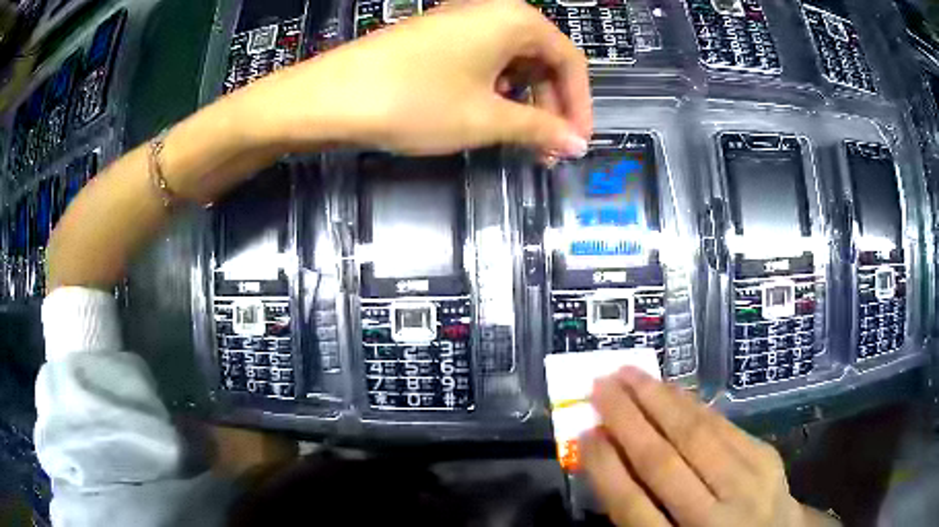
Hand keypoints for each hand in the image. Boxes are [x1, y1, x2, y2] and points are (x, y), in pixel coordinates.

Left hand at [242, 0, 591, 158]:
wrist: (329, 97)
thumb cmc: (413, 101)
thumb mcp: (486, 118)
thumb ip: (540, 129)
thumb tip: (575, 143)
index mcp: (515, 20)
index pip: (570, 61)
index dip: (579, 105)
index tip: (577, 142)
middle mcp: (492, 12)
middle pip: (542, 59)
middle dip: (550, 105)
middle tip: (549, 147)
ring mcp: (460, 23)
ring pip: (511, 62)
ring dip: (524, 101)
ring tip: (520, 139)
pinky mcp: (436, 39)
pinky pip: (482, 62)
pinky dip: (494, 91)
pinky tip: (487, 115)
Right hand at [581, 367, 838, 526]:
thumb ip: (641, 511)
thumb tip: (611, 457)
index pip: (632, 505)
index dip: (605, 468)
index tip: (584, 432)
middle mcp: (714, 516)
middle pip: (664, 462)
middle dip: (627, 420)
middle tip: (600, 385)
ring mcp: (748, 483)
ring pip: (696, 435)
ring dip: (658, 400)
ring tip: (629, 374)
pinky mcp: (766, 457)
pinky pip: (723, 426)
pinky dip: (692, 405)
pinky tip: (671, 388)